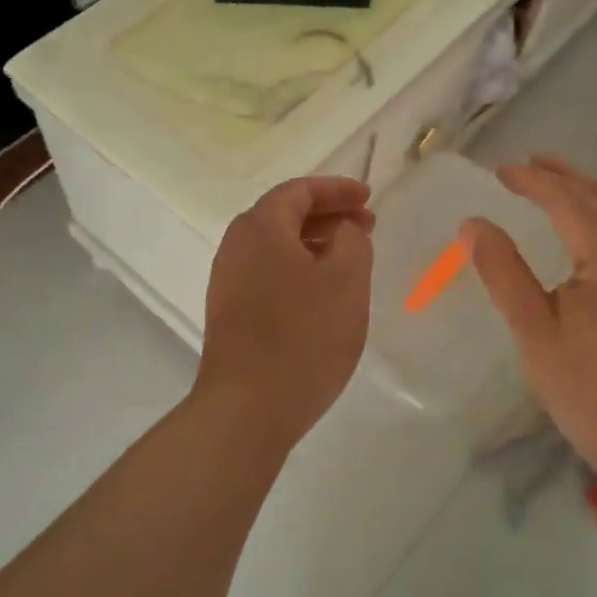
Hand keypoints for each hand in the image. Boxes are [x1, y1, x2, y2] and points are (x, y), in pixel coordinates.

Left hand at [194, 176, 374, 445]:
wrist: (248, 408)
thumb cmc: (304, 336)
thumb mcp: (347, 280)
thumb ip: (352, 240)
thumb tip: (342, 230)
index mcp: (260, 227)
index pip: (299, 191)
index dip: (337, 189)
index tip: (369, 197)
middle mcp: (236, 246)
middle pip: (284, 215)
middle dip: (328, 215)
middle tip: (366, 226)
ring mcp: (228, 280)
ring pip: (276, 246)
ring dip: (315, 243)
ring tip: (350, 259)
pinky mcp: (230, 312)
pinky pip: (269, 272)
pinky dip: (299, 268)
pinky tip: (322, 293)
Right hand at [465, 156, 596, 491]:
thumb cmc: (588, 392)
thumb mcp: (534, 332)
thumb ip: (502, 271)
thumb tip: (473, 223)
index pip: (567, 200)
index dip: (532, 181)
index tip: (499, 172)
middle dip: (563, 175)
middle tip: (527, 164)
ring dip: (588, 193)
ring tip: (557, 185)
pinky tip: (594, 228)